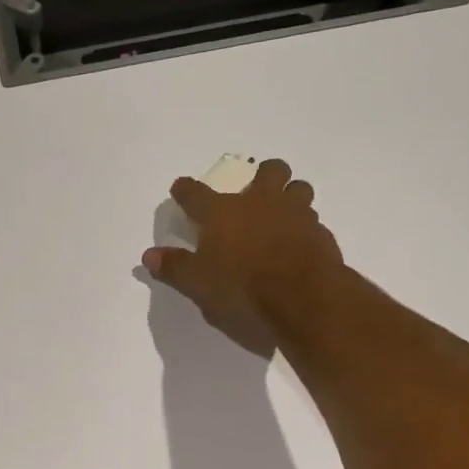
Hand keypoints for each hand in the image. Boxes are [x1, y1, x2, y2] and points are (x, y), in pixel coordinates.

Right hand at [142, 158, 342, 353]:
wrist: (302, 297)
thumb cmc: (241, 288)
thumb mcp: (198, 283)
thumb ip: (174, 267)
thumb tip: (148, 256)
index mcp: (222, 213)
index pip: (195, 194)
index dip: (185, 190)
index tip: (180, 188)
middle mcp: (260, 203)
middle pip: (267, 171)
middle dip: (262, 175)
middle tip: (255, 192)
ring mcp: (295, 214)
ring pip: (298, 188)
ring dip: (290, 195)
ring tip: (282, 213)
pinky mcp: (320, 232)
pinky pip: (312, 219)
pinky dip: (304, 226)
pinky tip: (298, 242)